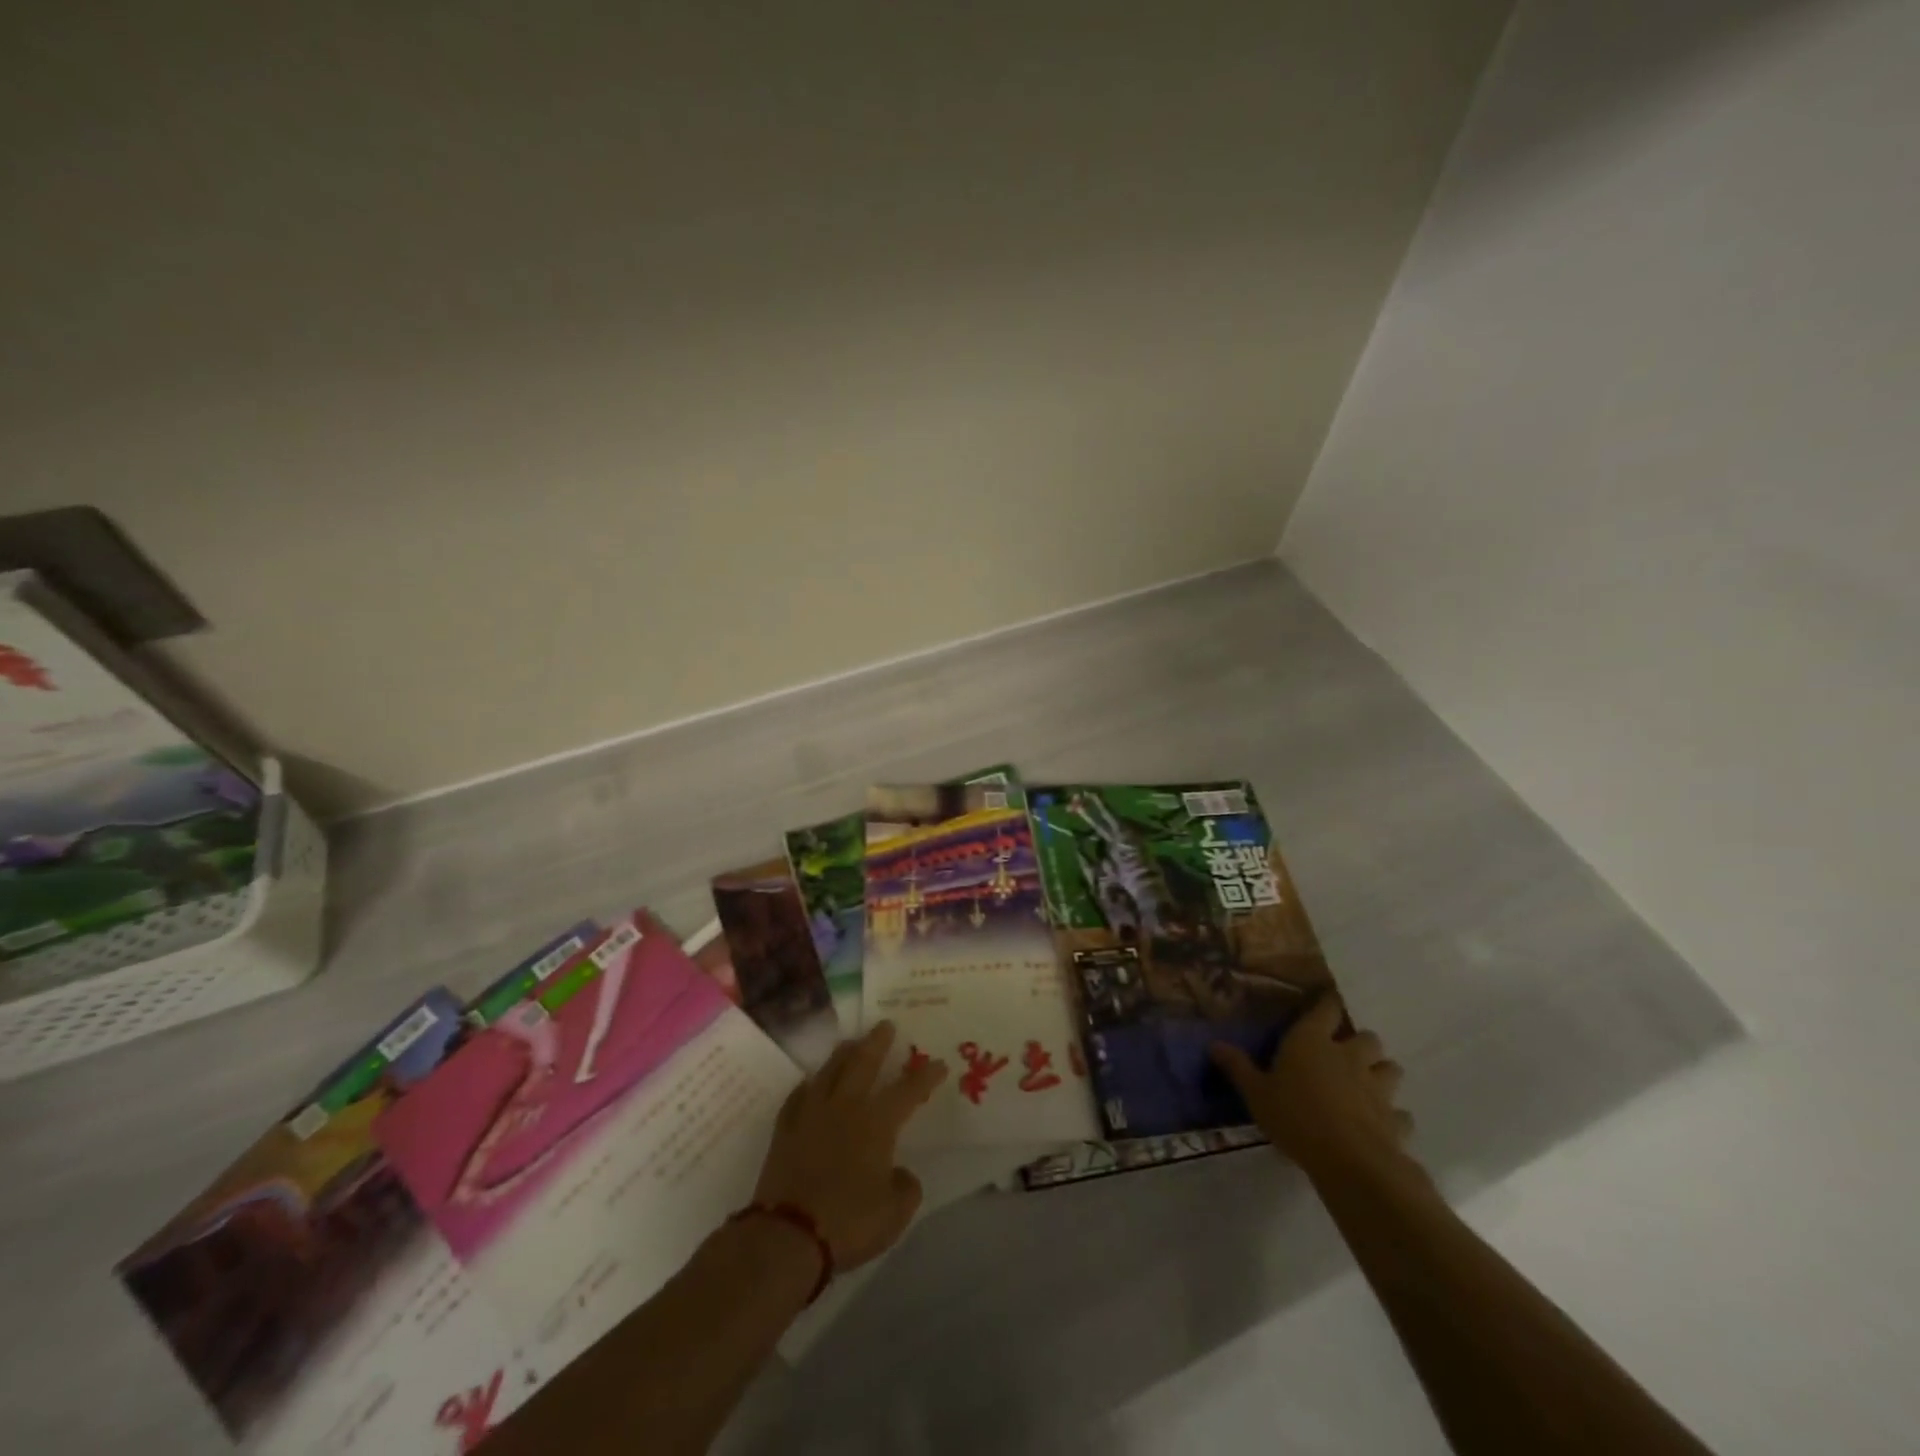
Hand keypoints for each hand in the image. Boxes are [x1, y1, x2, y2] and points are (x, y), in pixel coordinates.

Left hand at [752, 1021, 946, 1270]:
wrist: (787, 1235)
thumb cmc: (847, 1223)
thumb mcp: (894, 1214)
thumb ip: (905, 1187)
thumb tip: (900, 1172)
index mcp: (876, 1124)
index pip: (908, 1091)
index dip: (925, 1076)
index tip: (938, 1063)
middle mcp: (845, 1107)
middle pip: (863, 1063)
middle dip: (877, 1042)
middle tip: (886, 1024)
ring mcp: (812, 1114)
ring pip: (830, 1070)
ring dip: (844, 1053)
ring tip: (852, 1042)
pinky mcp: (785, 1128)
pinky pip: (799, 1094)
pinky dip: (810, 1084)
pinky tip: (812, 1082)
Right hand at [1212, 995, 1415, 1180]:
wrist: (1349, 1160)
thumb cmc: (1295, 1116)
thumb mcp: (1256, 1093)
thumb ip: (1238, 1068)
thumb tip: (1214, 1044)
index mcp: (1312, 1041)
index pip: (1326, 1009)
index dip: (1328, 1003)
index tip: (1327, 1002)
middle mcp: (1349, 1056)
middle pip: (1368, 1037)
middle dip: (1361, 1043)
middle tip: (1346, 1054)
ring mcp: (1377, 1087)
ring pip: (1391, 1069)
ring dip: (1382, 1072)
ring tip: (1369, 1084)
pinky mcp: (1395, 1119)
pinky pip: (1400, 1113)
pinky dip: (1393, 1116)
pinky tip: (1382, 1124)